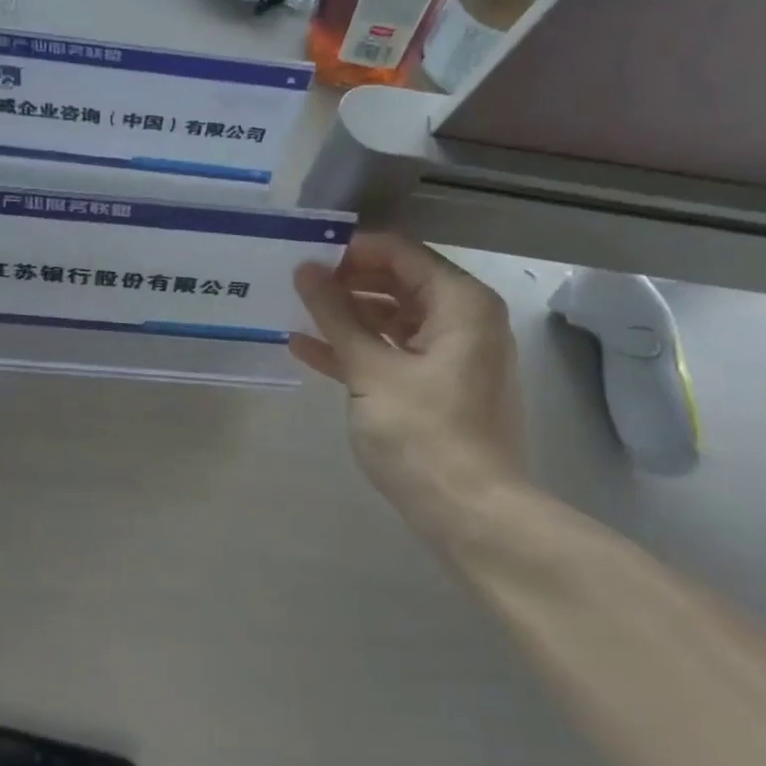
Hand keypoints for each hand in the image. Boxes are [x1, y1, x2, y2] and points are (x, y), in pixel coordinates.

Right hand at [291, 233, 526, 543]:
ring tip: (295, 311)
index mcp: (460, 302)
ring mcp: (453, 353)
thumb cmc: (423, 434)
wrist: (471, 514)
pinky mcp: (440, 384)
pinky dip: (359, 348)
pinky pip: (395, 351)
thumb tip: (304, 270)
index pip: (399, 252)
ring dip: (346, 316)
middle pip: (397, 281)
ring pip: (393, 317)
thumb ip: (335, 315)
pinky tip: (308, 349)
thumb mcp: (370, 370)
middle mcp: (464, 318)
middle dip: (346, 282)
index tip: (305, 256)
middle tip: (294, 283)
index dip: (350, 250)